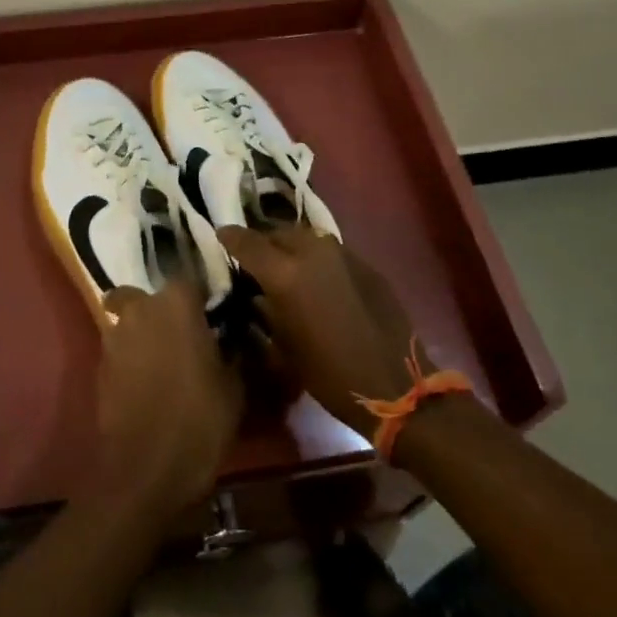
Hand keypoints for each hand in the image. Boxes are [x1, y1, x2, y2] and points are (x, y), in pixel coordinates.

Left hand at [88, 280, 242, 524]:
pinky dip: (131, 359)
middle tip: (183, 336)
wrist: (145, 471)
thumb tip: (232, 339)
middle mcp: (140, 309)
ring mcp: (115, 337)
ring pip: (127, 321)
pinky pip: (119, 351)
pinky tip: (148, 384)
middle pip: (147, 296)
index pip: (189, 278)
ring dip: (142, 333)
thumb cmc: (199, 421)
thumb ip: (231, 352)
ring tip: (164, 361)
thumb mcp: (234, 387)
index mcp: (176, 303)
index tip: (213, 313)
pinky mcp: (99, 368)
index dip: (200, 295)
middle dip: (161, 310)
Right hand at [217, 226, 417, 437]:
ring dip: (290, 247)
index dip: (230, 238)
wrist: (395, 384)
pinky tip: (318, 280)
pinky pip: (330, 250)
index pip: (246, 242)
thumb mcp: (283, 346)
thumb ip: (265, 309)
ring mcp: (342, 253)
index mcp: (284, 274)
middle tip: (255, 260)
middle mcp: (311, 251)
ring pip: (305, 237)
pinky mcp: (364, 262)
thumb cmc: (329, 375)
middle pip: (277, 232)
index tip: (221, 236)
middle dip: (263, 242)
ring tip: (285, 266)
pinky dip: (316, 259)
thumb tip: (256, 293)